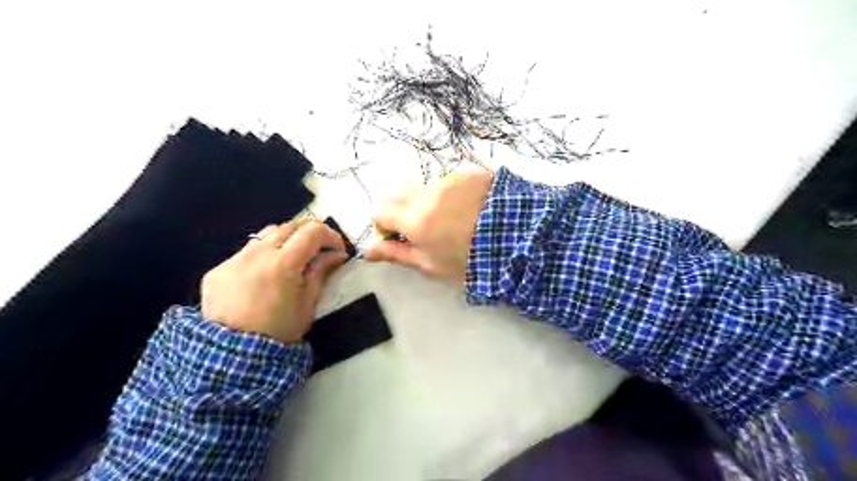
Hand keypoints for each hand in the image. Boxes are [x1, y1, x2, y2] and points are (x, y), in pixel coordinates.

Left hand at [201, 219, 346, 343]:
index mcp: (283, 264)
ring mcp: (234, 260)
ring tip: (292, 259)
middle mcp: (257, 254)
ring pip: (266, 235)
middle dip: (309, 233)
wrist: (234, 357)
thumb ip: (321, 271)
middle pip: (289, 226)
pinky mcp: (218, 270)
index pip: (312, 231)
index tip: (338, 248)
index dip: (330, 235)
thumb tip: (336, 254)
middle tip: (319, 249)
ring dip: (285, 241)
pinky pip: (245, 252)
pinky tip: (265, 275)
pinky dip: (263, 256)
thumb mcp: (308, 303)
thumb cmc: (280, 332)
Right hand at [365, 167, 492, 283]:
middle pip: (397, 194)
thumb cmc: (469, 260)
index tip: (397, 236)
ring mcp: (449, 180)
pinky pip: (450, 182)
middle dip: (401, 209)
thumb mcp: (430, 265)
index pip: (379, 212)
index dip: (384, 225)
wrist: (517, 240)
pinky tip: (471, 208)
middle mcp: (426, 193)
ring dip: (430, 201)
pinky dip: (452, 194)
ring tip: (455, 219)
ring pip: (425, 188)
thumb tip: (367, 252)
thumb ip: (396, 254)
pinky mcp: (469, 173)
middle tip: (423, 227)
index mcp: (414, 219)